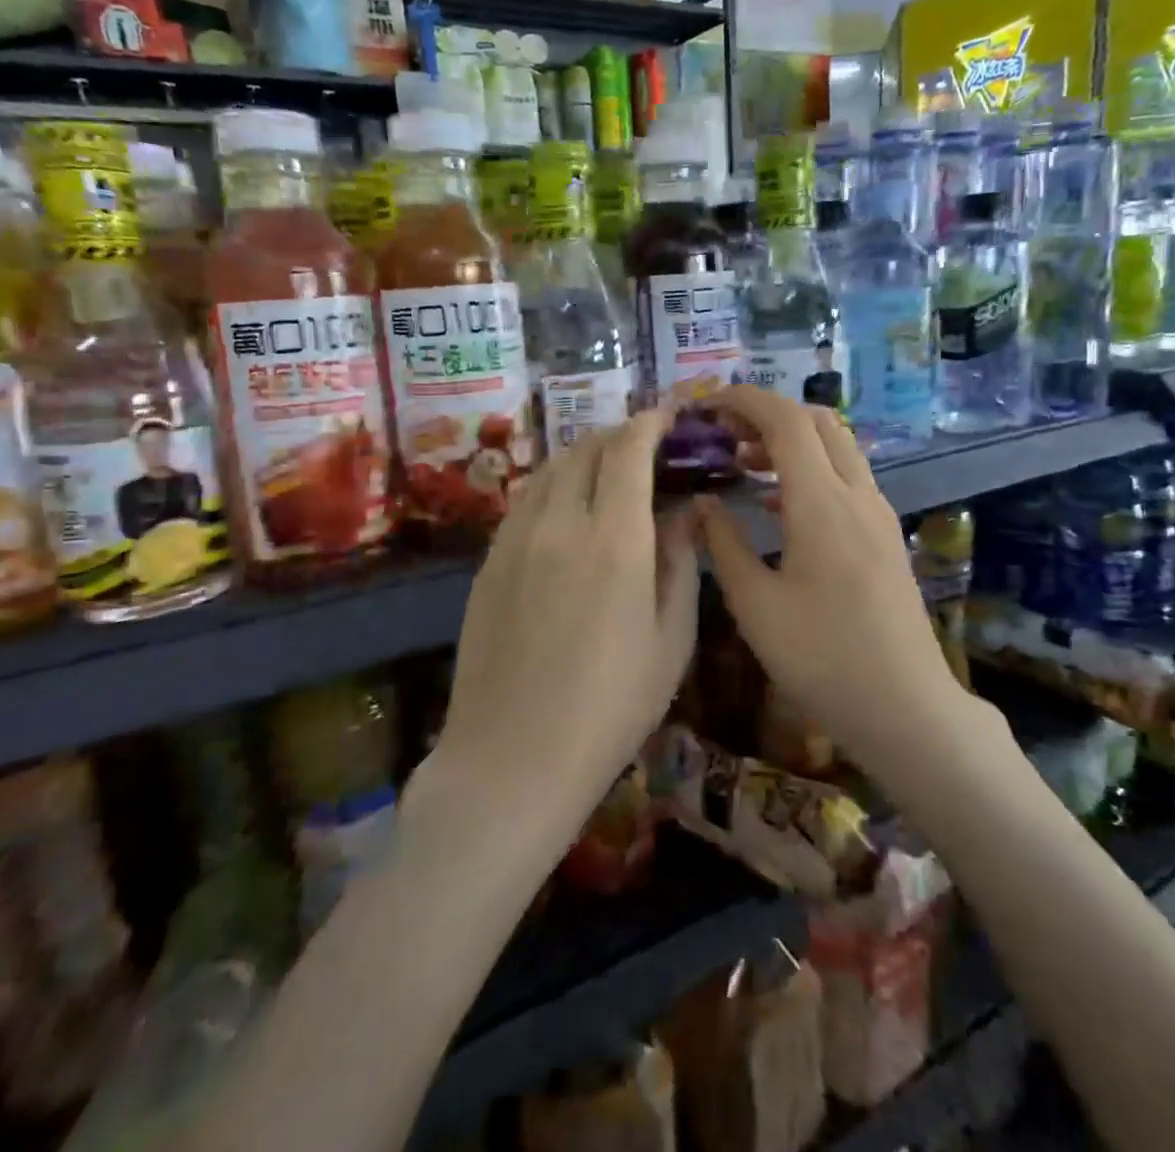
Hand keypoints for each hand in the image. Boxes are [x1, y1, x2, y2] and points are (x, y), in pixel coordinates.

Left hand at [436, 410, 699, 822]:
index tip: (667, 417)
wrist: (513, 757)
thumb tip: (686, 512)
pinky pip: (525, 500)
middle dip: (618, 434)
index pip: (628, 450)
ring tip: (606, 469)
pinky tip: (567, 508)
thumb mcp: (671, 639)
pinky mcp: (488, 561)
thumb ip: (681, 563)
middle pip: (585, 448)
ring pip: (549, 468)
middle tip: (644, 446)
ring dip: (583, 455)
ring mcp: (515, 539)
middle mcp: (560, 522)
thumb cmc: (611, 706)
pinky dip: (553, 484)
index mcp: (614, 539)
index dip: (649, 423)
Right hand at [693, 387, 961, 768]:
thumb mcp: (756, 605)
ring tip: (745, 462)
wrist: (906, 706)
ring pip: (837, 446)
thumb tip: (704, 503)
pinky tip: (779, 503)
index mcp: (822, 503)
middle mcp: (857, 494)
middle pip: (817, 421)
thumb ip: (724, 544)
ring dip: (791, 440)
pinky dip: (811, 468)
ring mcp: (878, 513)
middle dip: (768, 414)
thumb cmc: (822, 659)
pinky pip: (847, 477)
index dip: (744, 400)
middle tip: (724, 435)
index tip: (706, 406)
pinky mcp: (886, 534)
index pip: (785, 420)